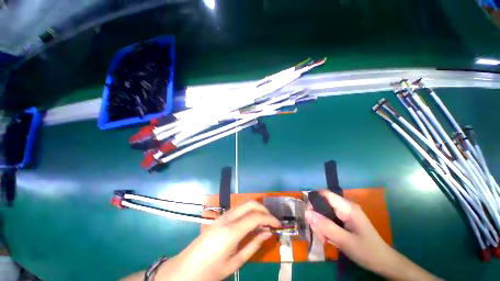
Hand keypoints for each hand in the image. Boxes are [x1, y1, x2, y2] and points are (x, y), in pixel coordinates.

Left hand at [156, 200, 279, 280]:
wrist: (186, 268)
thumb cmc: (211, 271)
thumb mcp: (235, 263)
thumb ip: (253, 245)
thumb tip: (267, 233)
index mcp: (231, 232)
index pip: (255, 217)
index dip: (269, 218)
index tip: (278, 224)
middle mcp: (227, 218)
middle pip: (250, 203)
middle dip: (263, 209)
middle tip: (271, 220)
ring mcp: (223, 216)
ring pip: (244, 204)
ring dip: (256, 208)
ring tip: (264, 220)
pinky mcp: (220, 217)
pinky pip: (238, 209)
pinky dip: (248, 211)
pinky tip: (252, 221)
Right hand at [305, 191, 438, 280]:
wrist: (384, 263)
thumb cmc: (367, 251)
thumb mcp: (344, 241)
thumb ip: (325, 226)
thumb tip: (306, 212)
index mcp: (347, 207)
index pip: (325, 194)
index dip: (314, 200)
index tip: (307, 214)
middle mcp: (345, 207)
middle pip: (323, 205)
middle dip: (317, 217)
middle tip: (318, 233)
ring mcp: (345, 214)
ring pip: (325, 213)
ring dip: (321, 225)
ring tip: (324, 239)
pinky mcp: (345, 221)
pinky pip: (330, 220)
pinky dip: (326, 228)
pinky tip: (327, 239)